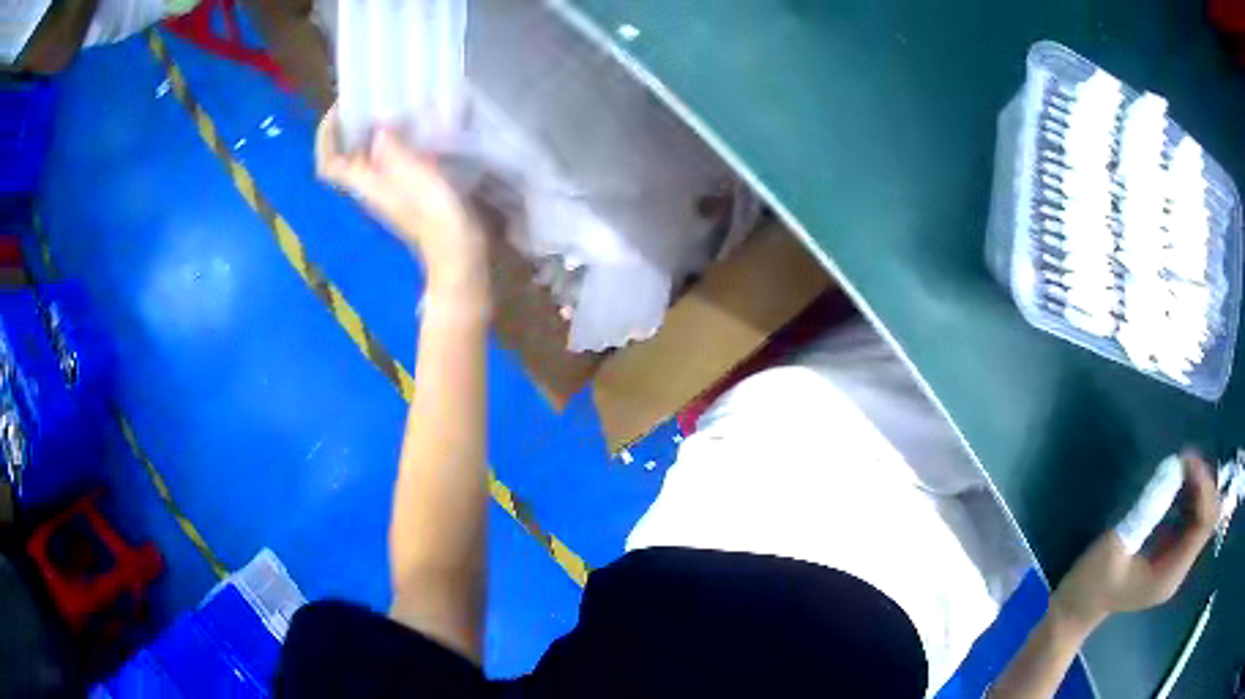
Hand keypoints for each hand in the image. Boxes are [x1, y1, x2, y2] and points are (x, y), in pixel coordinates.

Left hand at [315, 106, 486, 294]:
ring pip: (366, 158)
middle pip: (345, 157)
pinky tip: (410, 129)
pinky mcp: (407, 191)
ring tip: (386, 107)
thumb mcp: (416, 176)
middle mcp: (369, 187)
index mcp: (364, 184)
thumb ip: (394, 151)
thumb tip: (378, 130)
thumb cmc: (436, 214)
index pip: (329, 164)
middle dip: (347, 129)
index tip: (337, 110)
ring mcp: (387, 190)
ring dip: (369, 133)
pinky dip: (391, 142)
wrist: (457, 249)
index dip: (326, 137)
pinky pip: (388, 161)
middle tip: (363, 101)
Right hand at [1051, 453, 1220, 634]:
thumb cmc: (1091, 583)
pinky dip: (1191, 496)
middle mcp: (1179, 570)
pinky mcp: (1171, 555)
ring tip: (1182, 465)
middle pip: (1208, 519)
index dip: (1203, 489)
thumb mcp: (1115, 547)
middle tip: (1185, 459)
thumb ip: (1146, 512)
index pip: (1203, 526)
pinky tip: (1178, 483)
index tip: (1187, 463)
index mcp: (1169, 575)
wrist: (1077, 610)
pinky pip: (1192, 520)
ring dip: (1198, 487)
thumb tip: (1171, 471)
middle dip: (1203, 484)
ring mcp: (1176, 563)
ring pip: (1203, 516)